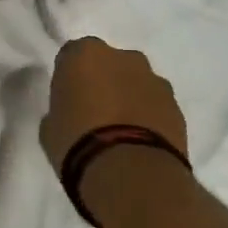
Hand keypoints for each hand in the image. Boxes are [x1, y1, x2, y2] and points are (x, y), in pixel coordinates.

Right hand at [39, 38, 188, 173]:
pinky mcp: (177, 107)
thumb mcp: (50, 127)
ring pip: (137, 83)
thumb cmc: (78, 143)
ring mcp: (155, 80)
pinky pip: (156, 106)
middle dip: (104, 82)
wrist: (131, 174)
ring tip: (121, 132)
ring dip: (129, 98)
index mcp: (86, 54)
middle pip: (109, 64)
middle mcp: (124, 57)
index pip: (72, 55)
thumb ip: (61, 109)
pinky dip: (149, 117)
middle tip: (94, 113)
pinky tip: (140, 143)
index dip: (69, 77)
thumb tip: (70, 114)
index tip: (67, 98)